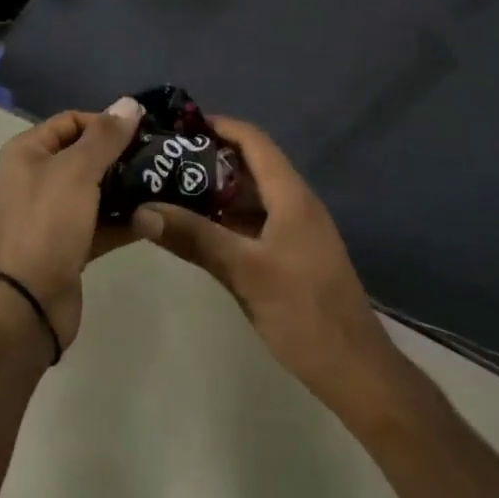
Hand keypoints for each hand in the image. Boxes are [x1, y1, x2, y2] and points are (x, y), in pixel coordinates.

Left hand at [0, 97, 142, 353]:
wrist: (26, 304)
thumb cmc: (46, 223)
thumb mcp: (77, 171)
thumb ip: (106, 136)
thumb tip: (130, 102)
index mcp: (28, 151)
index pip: (72, 121)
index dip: (106, 122)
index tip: (143, 131)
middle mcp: (37, 177)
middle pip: (87, 155)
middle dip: (122, 155)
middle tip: (162, 157)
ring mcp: (54, 213)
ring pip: (97, 190)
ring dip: (128, 188)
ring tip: (167, 184)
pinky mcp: (70, 245)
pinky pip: (102, 222)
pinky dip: (125, 220)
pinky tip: (156, 217)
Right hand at [131, 117, 397, 410]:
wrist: (355, 371)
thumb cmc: (304, 312)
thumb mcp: (245, 272)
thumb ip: (195, 238)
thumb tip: (143, 210)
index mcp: (291, 196)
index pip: (254, 141)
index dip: (220, 126)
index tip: (180, 126)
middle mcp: (295, 204)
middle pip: (250, 166)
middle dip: (209, 159)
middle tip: (165, 161)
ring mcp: (295, 232)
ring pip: (251, 197)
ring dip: (215, 192)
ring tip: (170, 191)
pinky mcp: (292, 256)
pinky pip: (254, 223)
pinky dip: (226, 220)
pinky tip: (197, 231)